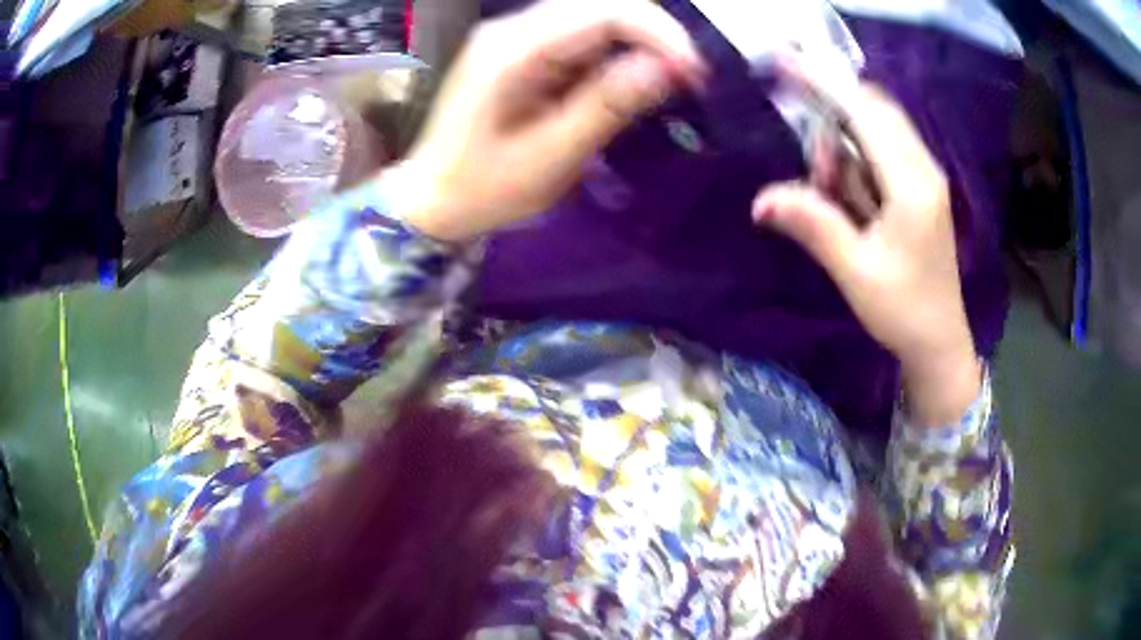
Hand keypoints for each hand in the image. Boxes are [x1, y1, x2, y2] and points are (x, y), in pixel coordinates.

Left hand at [387, 0, 704, 242]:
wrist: (434, 198)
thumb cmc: (485, 187)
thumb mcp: (552, 155)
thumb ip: (607, 105)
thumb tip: (666, 67)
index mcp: (515, 49)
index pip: (603, 12)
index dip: (659, 32)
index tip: (694, 73)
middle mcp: (515, 29)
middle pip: (601, 4)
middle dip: (654, 34)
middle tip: (687, 78)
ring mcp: (517, 36)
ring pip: (595, 17)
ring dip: (639, 42)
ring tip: (667, 80)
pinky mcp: (524, 50)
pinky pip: (581, 36)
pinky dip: (615, 52)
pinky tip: (629, 80)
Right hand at [753, 73, 979, 425]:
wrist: (940, 341)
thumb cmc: (902, 311)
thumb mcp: (855, 272)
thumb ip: (813, 226)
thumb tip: (760, 200)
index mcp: (912, 185)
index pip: (865, 114)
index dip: (825, 84)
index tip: (786, 62)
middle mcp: (924, 168)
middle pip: (874, 109)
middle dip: (833, 118)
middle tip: (814, 168)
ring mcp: (926, 175)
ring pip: (879, 128)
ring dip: (845, 146)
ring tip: (831, 194)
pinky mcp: (922, 186)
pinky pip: (884, 149)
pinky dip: (858, 159)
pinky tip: (850, 197)